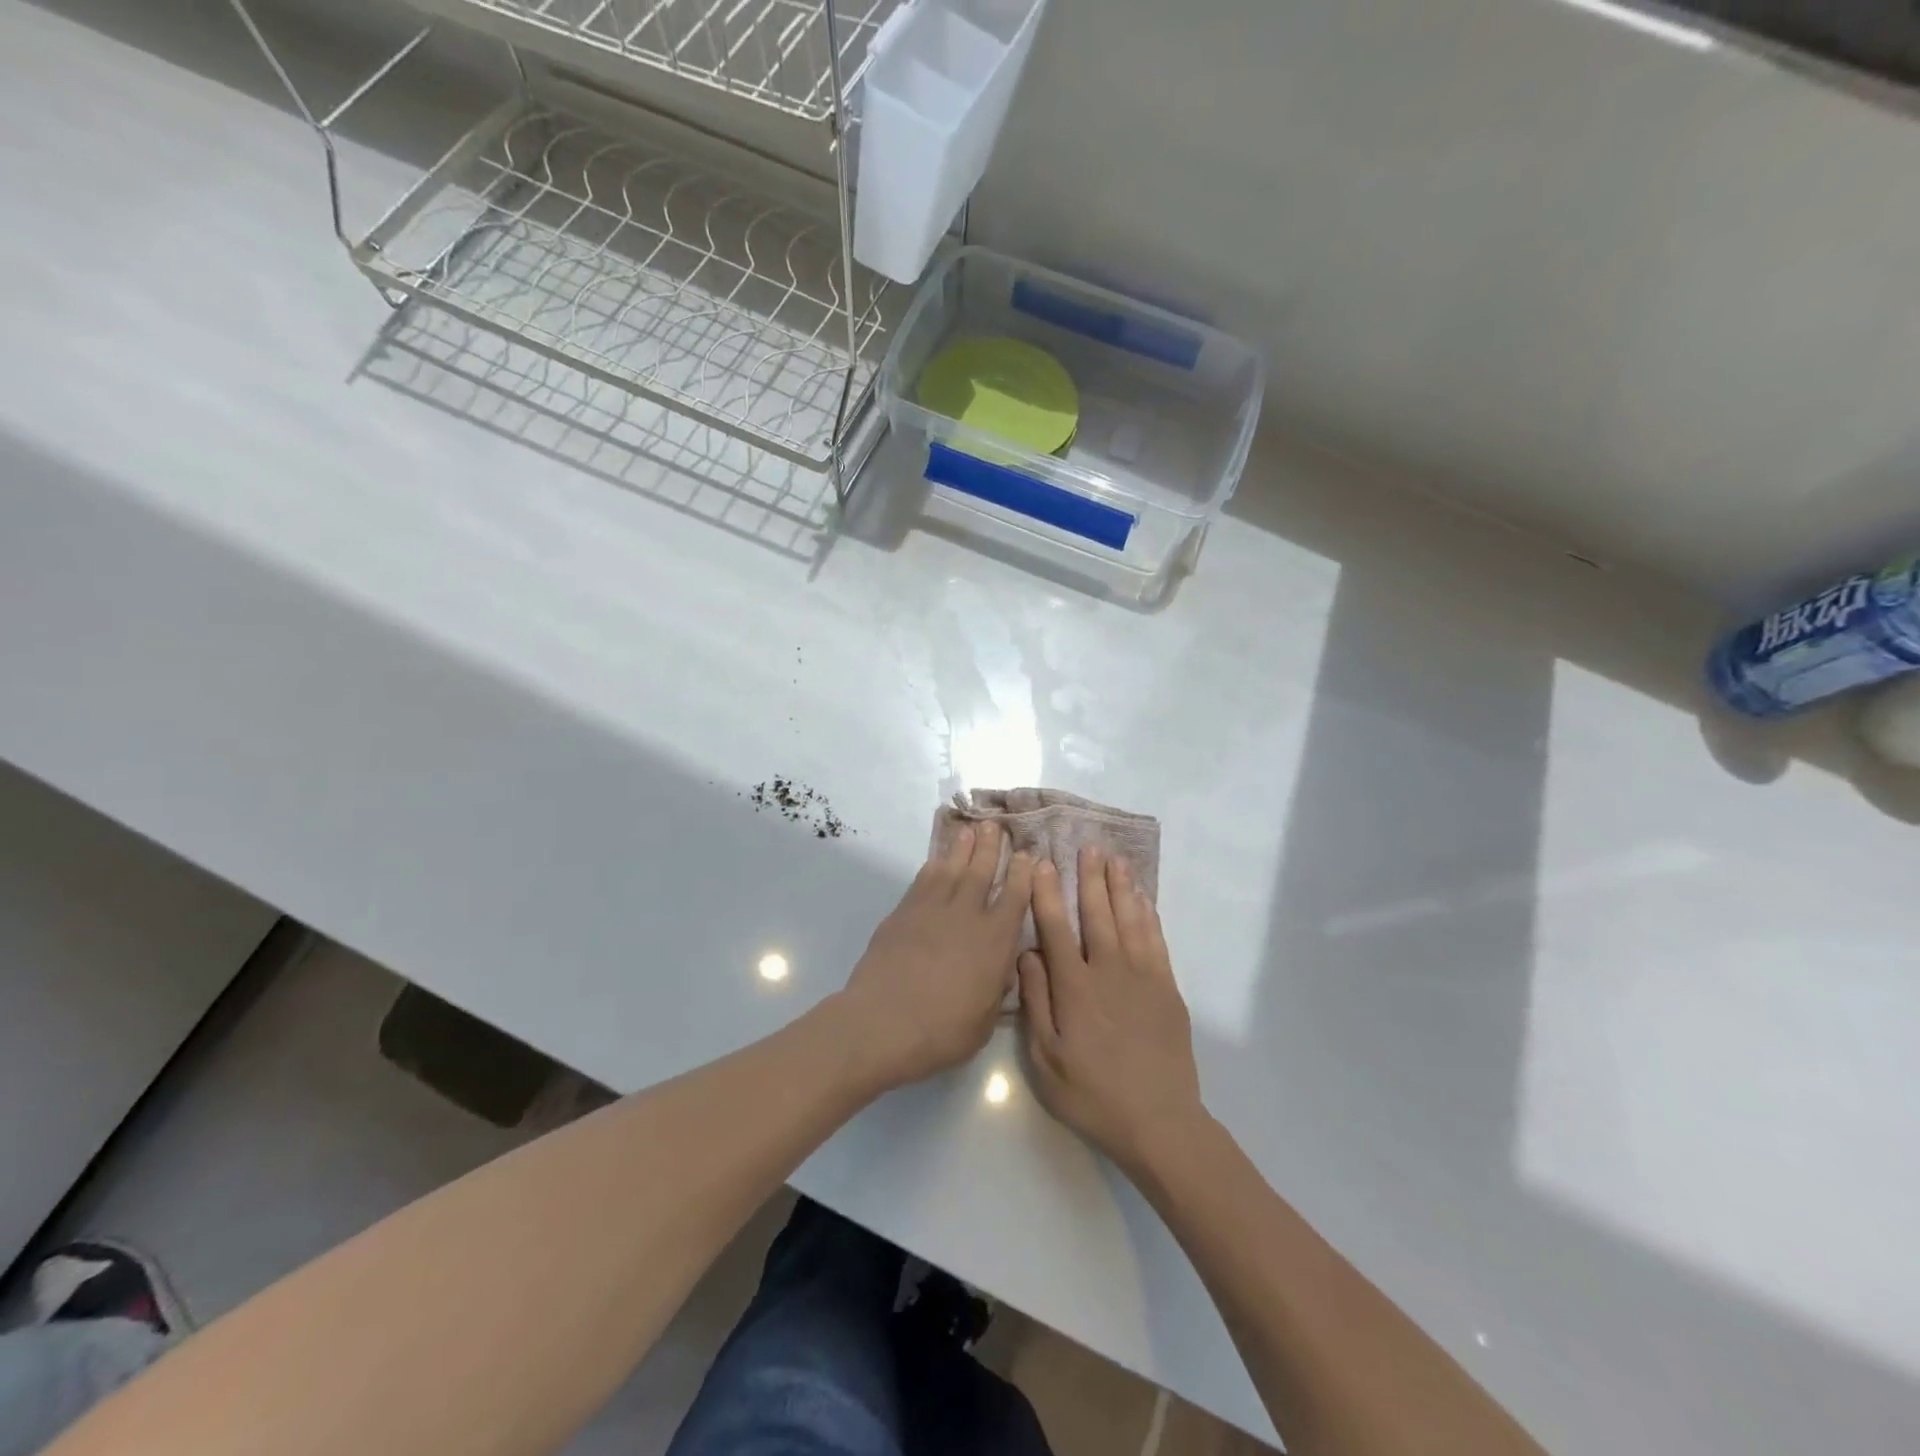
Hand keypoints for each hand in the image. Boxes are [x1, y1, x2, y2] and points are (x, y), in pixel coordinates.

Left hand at [839, 823, 1032, 1091]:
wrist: (884, 1022)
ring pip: (952, 868)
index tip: (1027, 855)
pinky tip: (938, 860)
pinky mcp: (904, 912)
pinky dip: (934, 865)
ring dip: (963, 848)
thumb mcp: (985, 1020)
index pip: (1015, 897)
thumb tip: (1002, 968)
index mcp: (995, 941)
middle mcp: (968, 915)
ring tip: (971, 830)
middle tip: (996, 825)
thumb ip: (997, 988)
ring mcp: (933, 909)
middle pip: (982, 871)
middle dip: (992, 847)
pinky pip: (924, 880)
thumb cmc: (942, 1031)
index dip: (1023, 874)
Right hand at [1019, 848, 1204, 1173]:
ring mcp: (1142, 977)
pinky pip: (1156, 941)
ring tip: (1115, 859)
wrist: (1158, 1122)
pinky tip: (1143, 899)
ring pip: (1129, 919)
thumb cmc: (1092, 1094)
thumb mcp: (1046, 1058)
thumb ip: (1036, 1001)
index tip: (1042, 864)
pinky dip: (1148, 915)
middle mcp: (1108, 971)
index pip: (1056, 928)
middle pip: (1097, 913)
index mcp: (1074, 987)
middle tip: (1086, 846)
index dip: (1047, 893)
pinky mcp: (1167, 988)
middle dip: (1089, 877)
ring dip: (1120, 887)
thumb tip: (1027, 954)